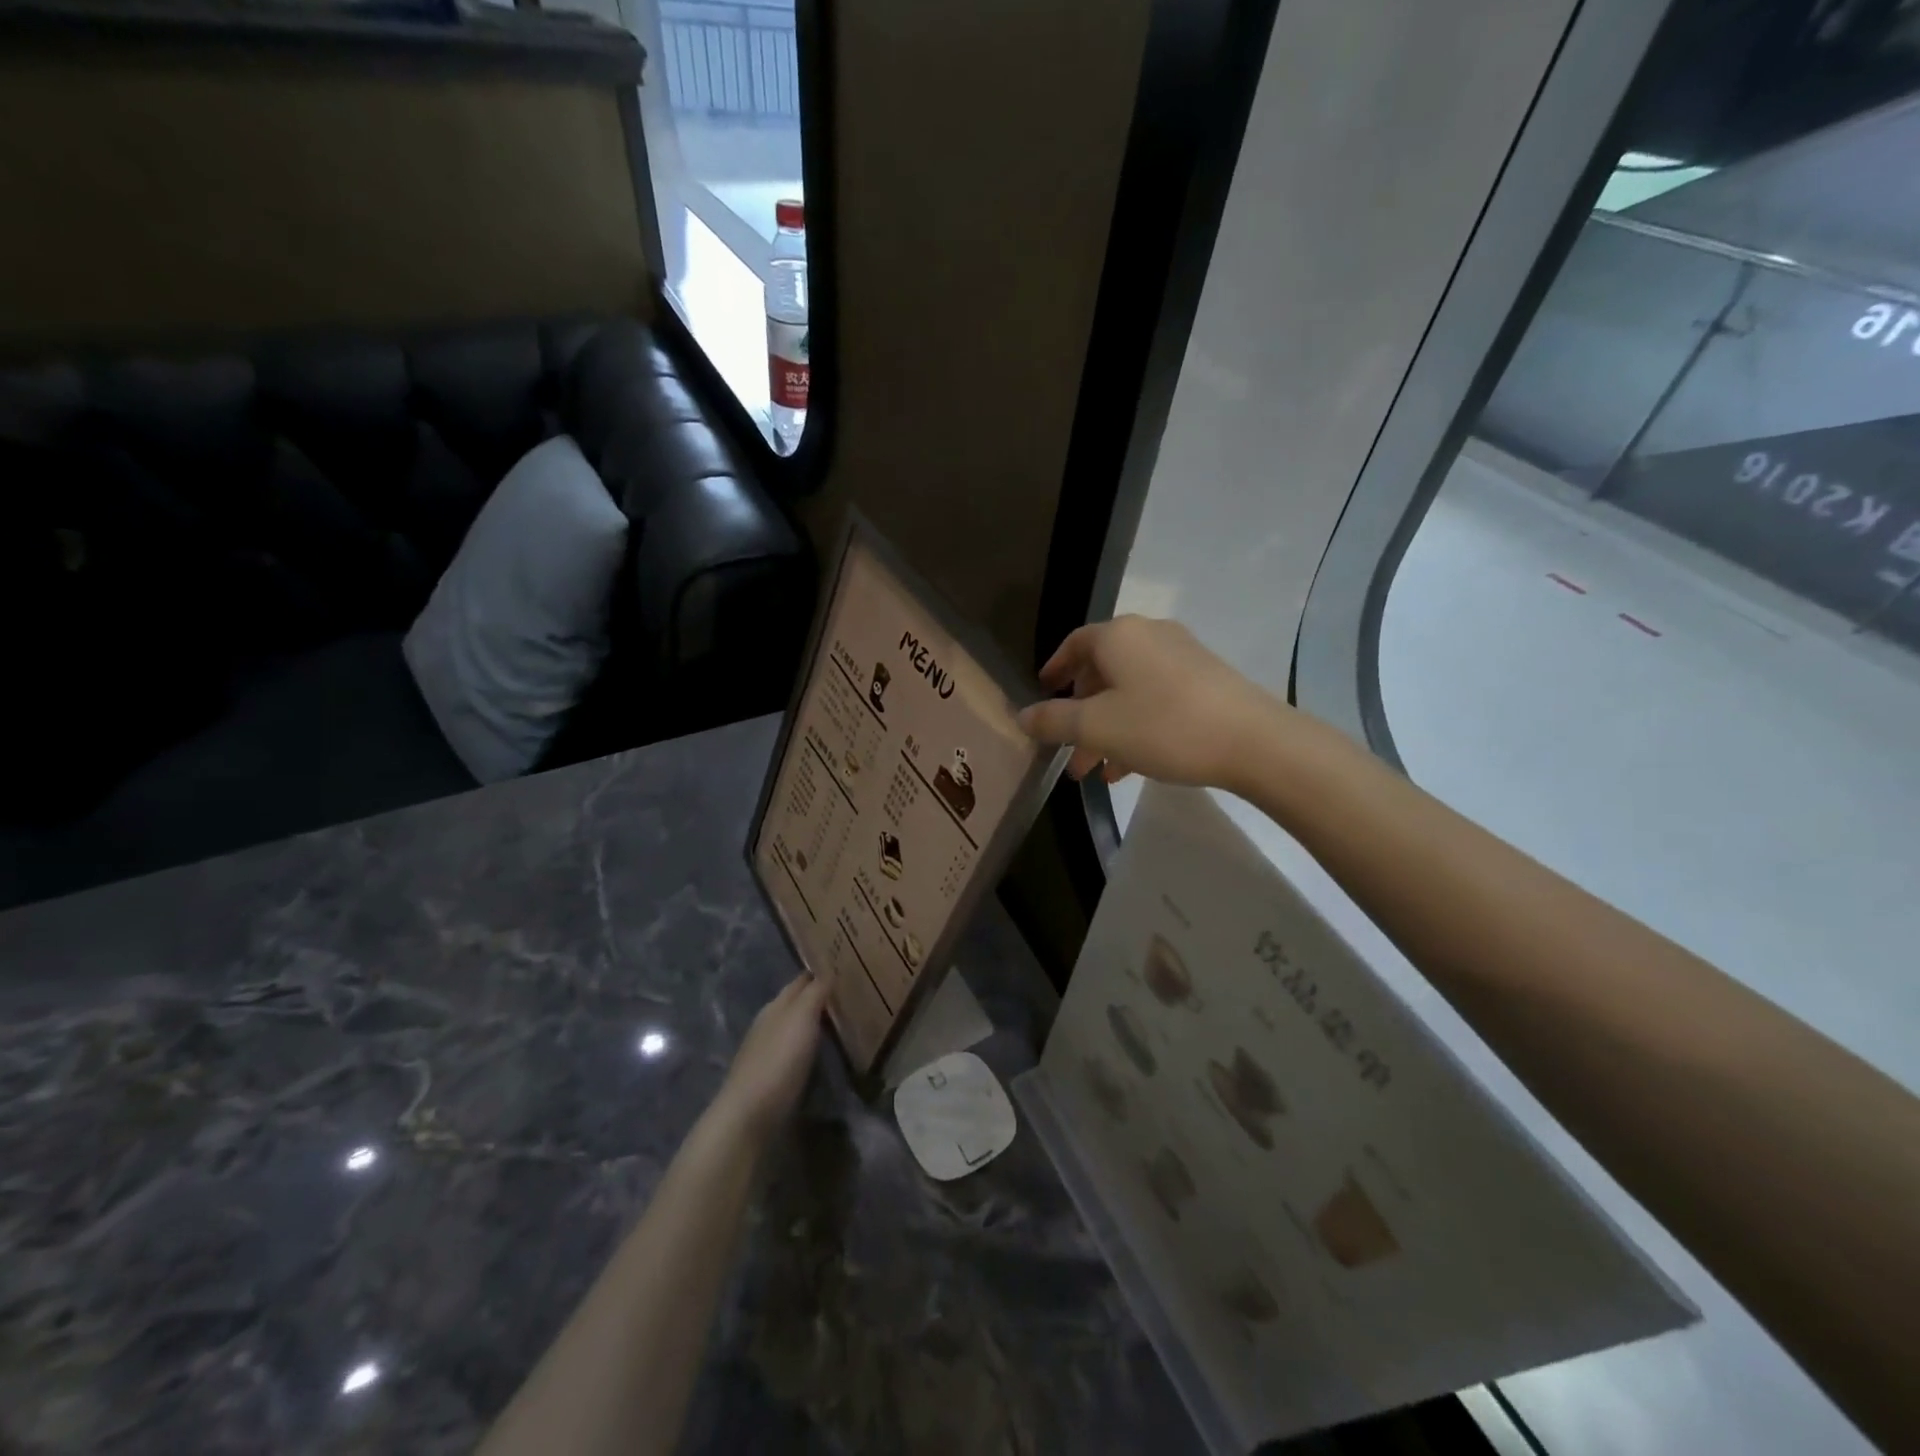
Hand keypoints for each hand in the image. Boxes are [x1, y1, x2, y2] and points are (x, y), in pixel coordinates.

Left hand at [712, 974, 827, 1143]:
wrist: (750, 1115)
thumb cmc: (779, 1059)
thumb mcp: (801, 1017)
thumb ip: (815, 992)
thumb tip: (827, 971)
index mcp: (776, 1006)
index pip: (801, 981)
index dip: (820, 973)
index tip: (844, 969)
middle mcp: (769, 1024)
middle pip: (797, 1004)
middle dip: (819, 998)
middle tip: (851, 996)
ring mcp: (767, 1053)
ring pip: (796, 1029)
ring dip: (815, 1025)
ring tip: (844, 1024)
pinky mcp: (772, 1079)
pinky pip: (797, 1054)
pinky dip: (811, 1048)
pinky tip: (824, 1054)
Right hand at [1018, 616, 1287, 791]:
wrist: (1254, 742)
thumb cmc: (1163, 726)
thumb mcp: (1097, 728)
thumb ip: (1054, 720)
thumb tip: (1022, 715)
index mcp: (1119, 636)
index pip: (1074, 643)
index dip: (1054, 668)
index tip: (1042, 693)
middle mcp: (1149, 636)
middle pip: (1102, 671)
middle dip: (1080, 714)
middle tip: (1067, 750)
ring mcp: (1182, 657)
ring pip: (1129, 692)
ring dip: (1106, 729)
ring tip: (1094, 771)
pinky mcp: (1206, 681)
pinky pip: (1156, 700)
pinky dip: (1136, 727)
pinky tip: (1129, 768)